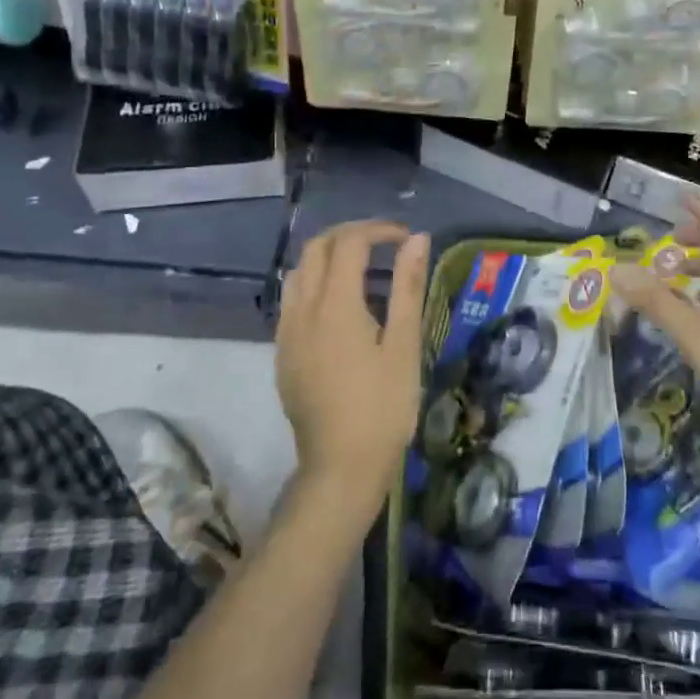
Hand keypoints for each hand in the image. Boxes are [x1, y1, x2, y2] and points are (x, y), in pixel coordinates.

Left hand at [275, 221, 429, 526]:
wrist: (340, 468)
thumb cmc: (383, 407)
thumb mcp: (404, 345)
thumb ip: (408, 287)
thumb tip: (417, 240)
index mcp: (336, 304)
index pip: (350, 242)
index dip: (379, 230)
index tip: (406, 239)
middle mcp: (303, 310)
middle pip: (317, 248)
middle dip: (351, 235)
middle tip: (385, 244)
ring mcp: (287, 332)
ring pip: (299, 272)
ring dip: (329, 257)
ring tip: (362, 269)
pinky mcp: (282, 353)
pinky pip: (292, 300)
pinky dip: (315, 283)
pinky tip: (339, 306)